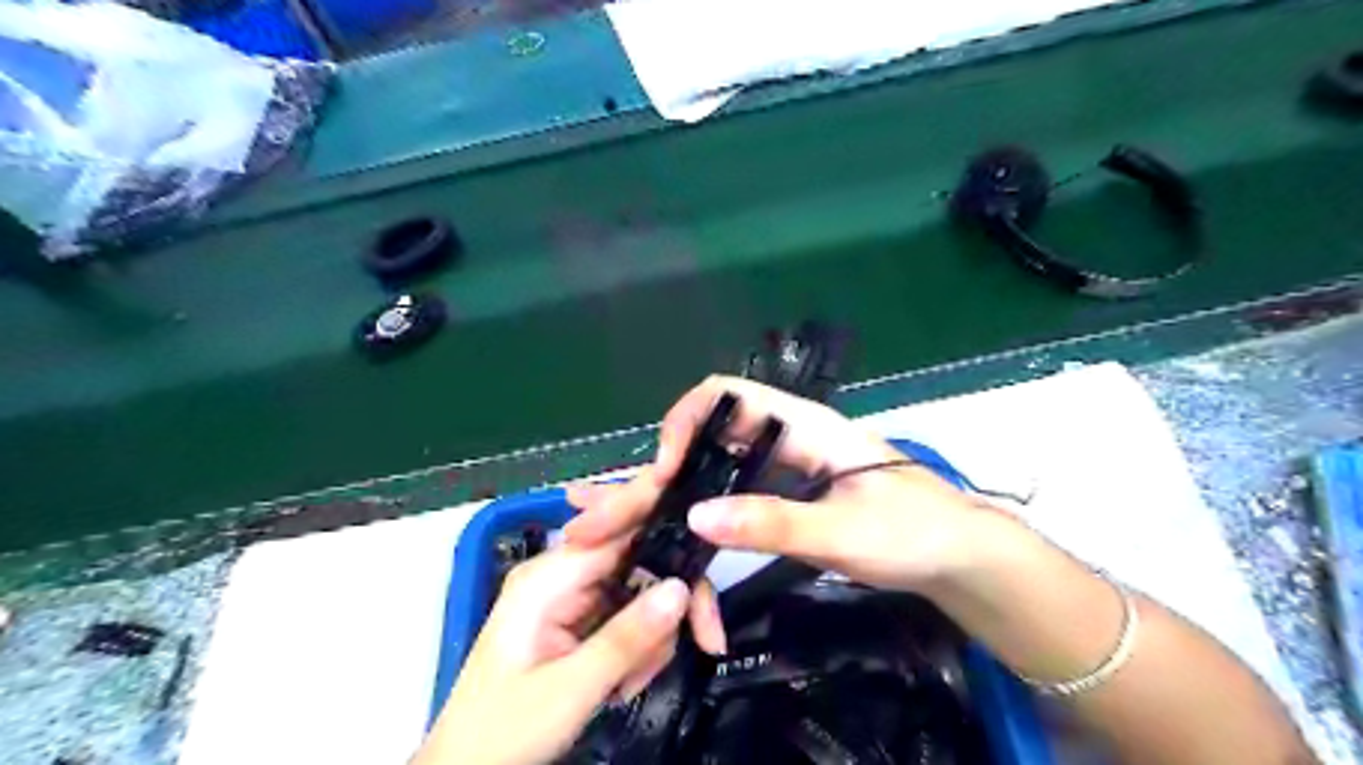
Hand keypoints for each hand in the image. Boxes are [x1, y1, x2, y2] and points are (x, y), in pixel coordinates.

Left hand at [412, 543, 714, 764]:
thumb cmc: (502, 731)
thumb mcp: (568, 691)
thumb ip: (626, 638)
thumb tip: (682, 587)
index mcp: (549, 575)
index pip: (620, 527)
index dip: (669, 533)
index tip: (710, 560)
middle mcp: (562, 574)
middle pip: (641, 558)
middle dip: (669, 602)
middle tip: (704, 641)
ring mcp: (571, 596)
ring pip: (642, 590)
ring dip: (653, 635)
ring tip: (630, 682)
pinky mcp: (578, 620)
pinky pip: (629, 615)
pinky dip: (640, 647)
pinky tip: (624, 682)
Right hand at [558, 372, 1003, 592]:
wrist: (958, 557)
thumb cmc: (914, 532)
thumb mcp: (846, 530)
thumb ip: (775, 522)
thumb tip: (695, 518)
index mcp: (801, 425)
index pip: (724, 396)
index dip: (683, 423)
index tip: (662, 472)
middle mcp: (782, 438)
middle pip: (705, 437)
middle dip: (657, 471)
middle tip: (610, 508)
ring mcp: (780, 470)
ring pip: (710, 470)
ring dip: (667, 495)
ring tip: (619, 523)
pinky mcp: (782, 498)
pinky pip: (727, 497)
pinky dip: (694, 514)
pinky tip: (669, 535)